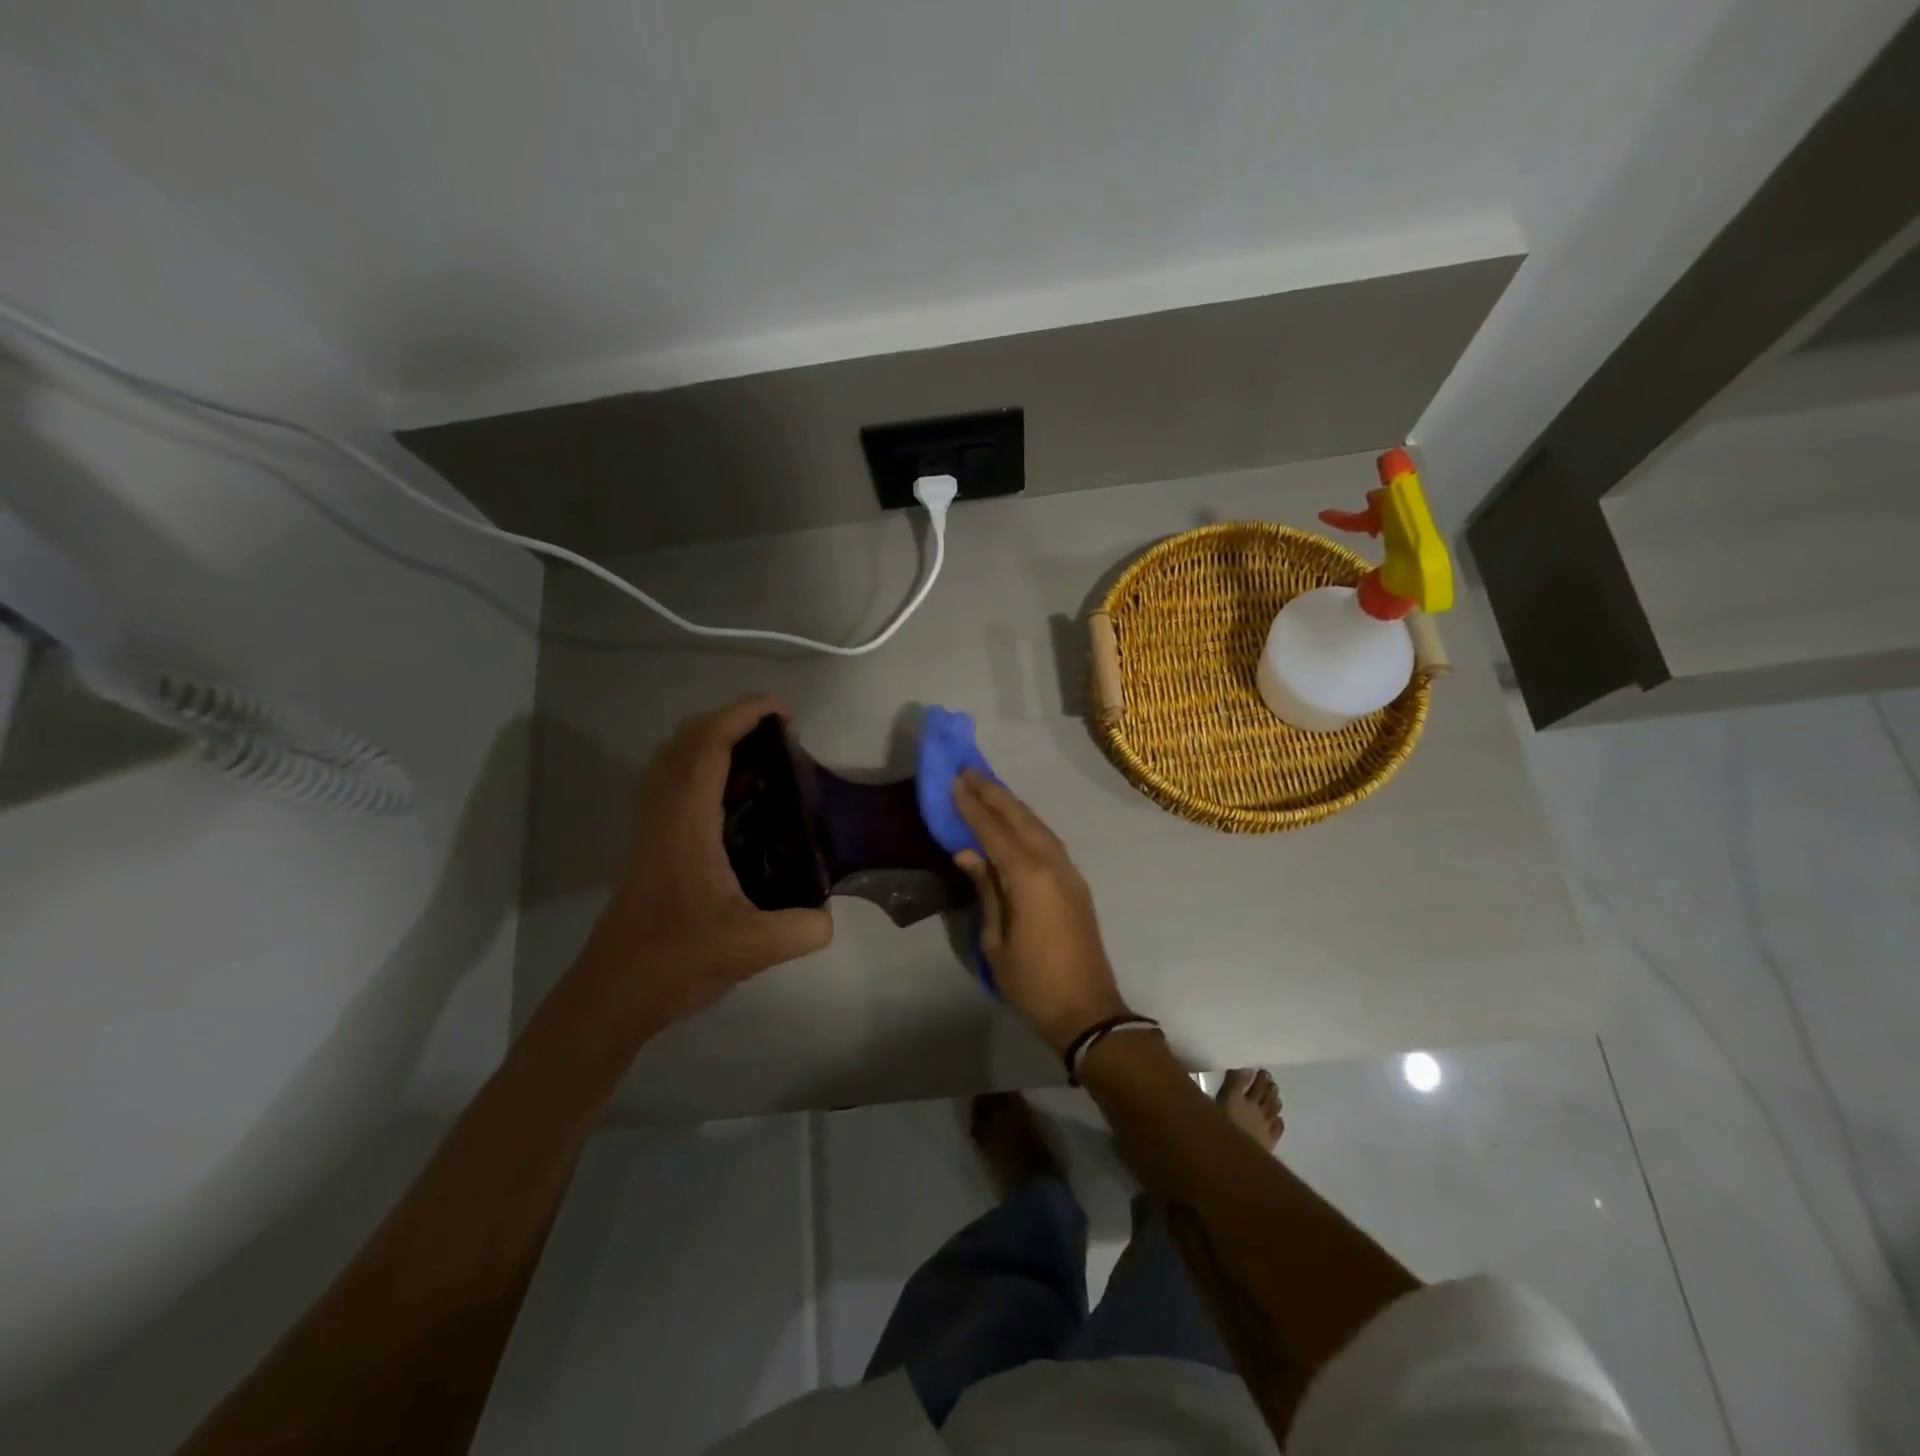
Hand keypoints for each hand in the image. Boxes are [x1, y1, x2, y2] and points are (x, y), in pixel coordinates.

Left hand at [577, 694, 832, 1024]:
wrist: (614, 991)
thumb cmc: (676, 960)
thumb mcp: (752, 948)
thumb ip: (803, 929)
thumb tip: (829, 916)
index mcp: (686, 822)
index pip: (709, 745)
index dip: (744, 715)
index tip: (784, 711)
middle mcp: (663, 812)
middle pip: (687, 739)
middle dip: (732, 719)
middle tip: (778, 734)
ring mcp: (651, 826)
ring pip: (673, 758)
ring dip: (713, 740)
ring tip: (759, 758)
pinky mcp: (650, 842)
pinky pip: (671, 782)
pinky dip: (700, 768)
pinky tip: (733, 799)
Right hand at [952, 770, 1131, 1052]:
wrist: (1087, 1011)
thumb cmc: (1033, 982)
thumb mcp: (995, 940)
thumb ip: (985, 891)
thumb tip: (967, 853)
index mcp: (1029, 878)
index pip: (994, 832)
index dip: (973, 806)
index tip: (955, 781)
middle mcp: (1052, 864)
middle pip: (1020, 819)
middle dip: (994, 794)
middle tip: (969, 771)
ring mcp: (1069, 872)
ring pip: (1038, 826)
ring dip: (1013, 805)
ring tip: (988, 788)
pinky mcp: (1076, 883)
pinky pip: (1049, 841)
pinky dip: (1028, 825)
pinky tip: (1015, 822)